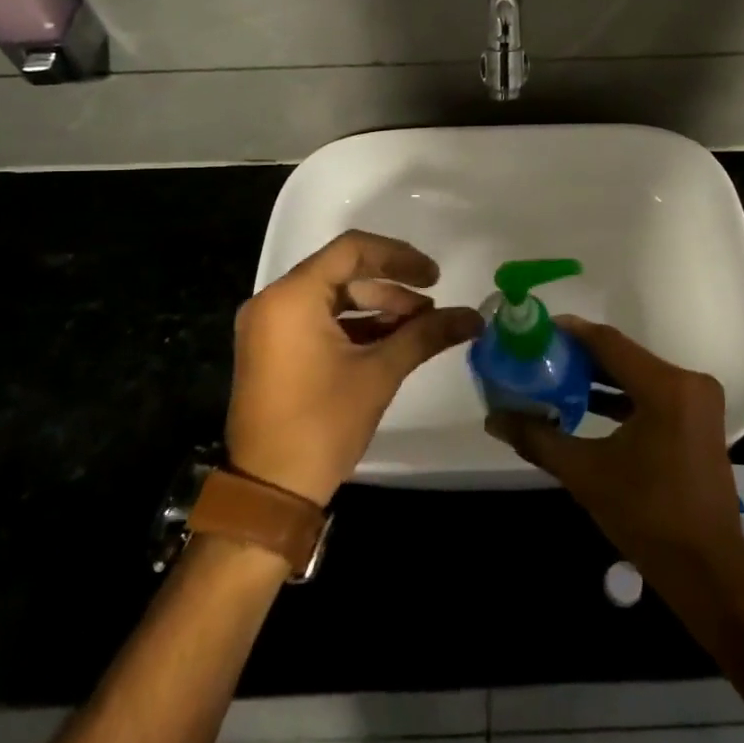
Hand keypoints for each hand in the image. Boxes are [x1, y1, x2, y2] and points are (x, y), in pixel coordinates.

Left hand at [229, 231, 480, 506]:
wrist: (269, 492)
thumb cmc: (322, 424)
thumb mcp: (380, 373)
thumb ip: (426, 335)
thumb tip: (474, 317)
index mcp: (292, 297)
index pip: (352, 250)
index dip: (399, 257)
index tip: (434, 277)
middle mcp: (273, 301)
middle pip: (342, 273)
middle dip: (391, 288)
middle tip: (430, 309)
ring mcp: (269, 326)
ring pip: (332, 298)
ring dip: (376, 307)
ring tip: (417, 327)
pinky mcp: (272, 349)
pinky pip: (318, 320)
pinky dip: (354, 326)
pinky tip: (390, 341)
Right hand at [486, 318, 743, 582]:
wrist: (707, 570)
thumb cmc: (648, 518)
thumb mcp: (586, 474)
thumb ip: (538, 439)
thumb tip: (493, 418)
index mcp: (666, 387)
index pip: (608, 342)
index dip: (570, 333)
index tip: (535, 329)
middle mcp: (688, 382)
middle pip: (623, 356)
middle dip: (579, 356)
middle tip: (538, 355)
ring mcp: (697, 401)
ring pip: (637, 374)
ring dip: (599, 377)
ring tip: (554, 377)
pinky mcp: (697, 419)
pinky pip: (652, 394)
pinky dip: (620, 396)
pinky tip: (585, 403)